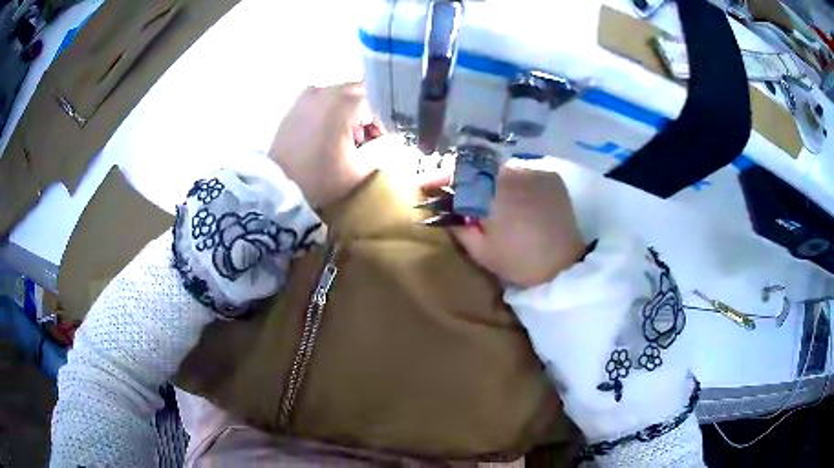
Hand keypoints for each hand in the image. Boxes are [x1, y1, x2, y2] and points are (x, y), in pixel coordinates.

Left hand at [269, 83, 381, 207]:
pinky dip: (332, 111)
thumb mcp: (359, 170)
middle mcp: (327, 91)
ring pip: (342, 94)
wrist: (277, 187)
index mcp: (345, 103)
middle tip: (366, 139)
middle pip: (360, 93)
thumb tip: (387, 139)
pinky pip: (323, 99)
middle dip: (368, 113)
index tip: (381, 142)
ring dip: (351, 111)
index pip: (379, 102)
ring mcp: (308, 95)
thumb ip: (381, 150)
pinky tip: (328, 133)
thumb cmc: (320, 178)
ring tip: (346, 138)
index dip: (384, 122)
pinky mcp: (296, 104)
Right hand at [424, 166, 585, 287]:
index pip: (459, 175)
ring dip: (487, 178)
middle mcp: (516, 174)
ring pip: (501, 168)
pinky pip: (522, 171)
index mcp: (495, 195)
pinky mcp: (550, 176)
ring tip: (483, 196)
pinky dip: (510, 180)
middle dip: (463, 177)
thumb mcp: (481, 251)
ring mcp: (536, 172)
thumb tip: (444, 210)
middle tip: (455, 192)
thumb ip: (458, 226)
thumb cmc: (519, 263)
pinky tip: (509, 196)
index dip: (440, 177)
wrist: (564, 267)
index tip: (426, 185)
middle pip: (479, 166)